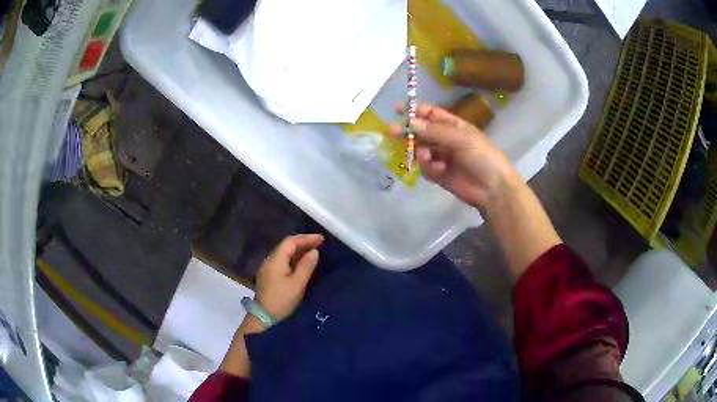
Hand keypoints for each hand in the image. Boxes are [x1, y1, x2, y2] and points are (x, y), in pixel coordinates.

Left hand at [254, 234, 323, 320]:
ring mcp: (268, 268)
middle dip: (303, 243)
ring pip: (284, 253)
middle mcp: (270, 260)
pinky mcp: (269, 276)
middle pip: (286, 246)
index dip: (306, 238)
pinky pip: (283, 261)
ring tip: (314, 251)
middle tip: (320, 244)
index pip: (291, 241)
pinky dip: (294, 259)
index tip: (321, 239)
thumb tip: (314, 251)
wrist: (264, 317)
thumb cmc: (282, 300)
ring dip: (299, 251)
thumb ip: (306, 265)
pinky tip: (302, 263)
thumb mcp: (297, 283)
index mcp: (276, 259)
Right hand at [389, 103, 518, 209]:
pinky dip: (429, 168)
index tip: (399, 110)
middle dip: (408, 131)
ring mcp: (441, 157)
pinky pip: (425, 168)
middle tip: (393, 132)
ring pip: (420, 150)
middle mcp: (445, 140)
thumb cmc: (482, 156)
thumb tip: (410, 123)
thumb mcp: (461, 138)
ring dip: (420, 152)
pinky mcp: (439, 174)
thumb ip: (435, 131)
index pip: (430, 114)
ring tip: (426, 157)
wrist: (493, 188)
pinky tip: (439, 170)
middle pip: (421, 132)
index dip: (415, 111)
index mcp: (453, 126)